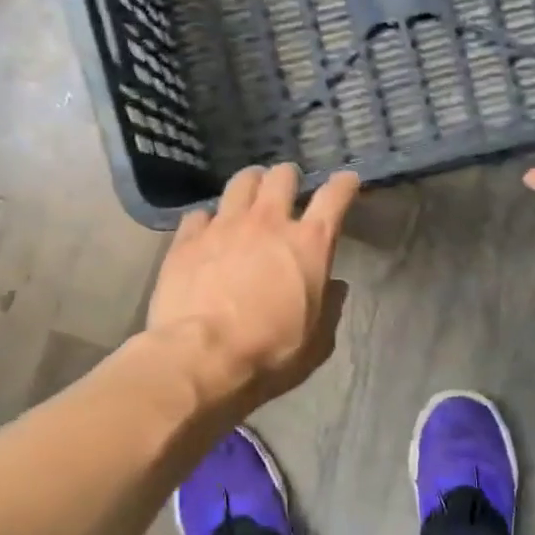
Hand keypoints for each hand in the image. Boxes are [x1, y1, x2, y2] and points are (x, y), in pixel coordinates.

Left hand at [146, 164, 360, 408]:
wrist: (201, 356)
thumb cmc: (269, 352)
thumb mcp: (316, 340)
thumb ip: (329, 307)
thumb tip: (335, 286)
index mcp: (308, 245)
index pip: (333, 198)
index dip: (343, 184)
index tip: (346, 180)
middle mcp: (268, 223)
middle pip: (281, 178)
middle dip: (288, 178)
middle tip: (286, 187)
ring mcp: (224, 226)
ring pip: (240, 183)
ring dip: (250, 184)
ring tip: (249, 193)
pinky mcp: (188, 239)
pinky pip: (200, 213)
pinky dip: (208, 219)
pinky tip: (207, 230)